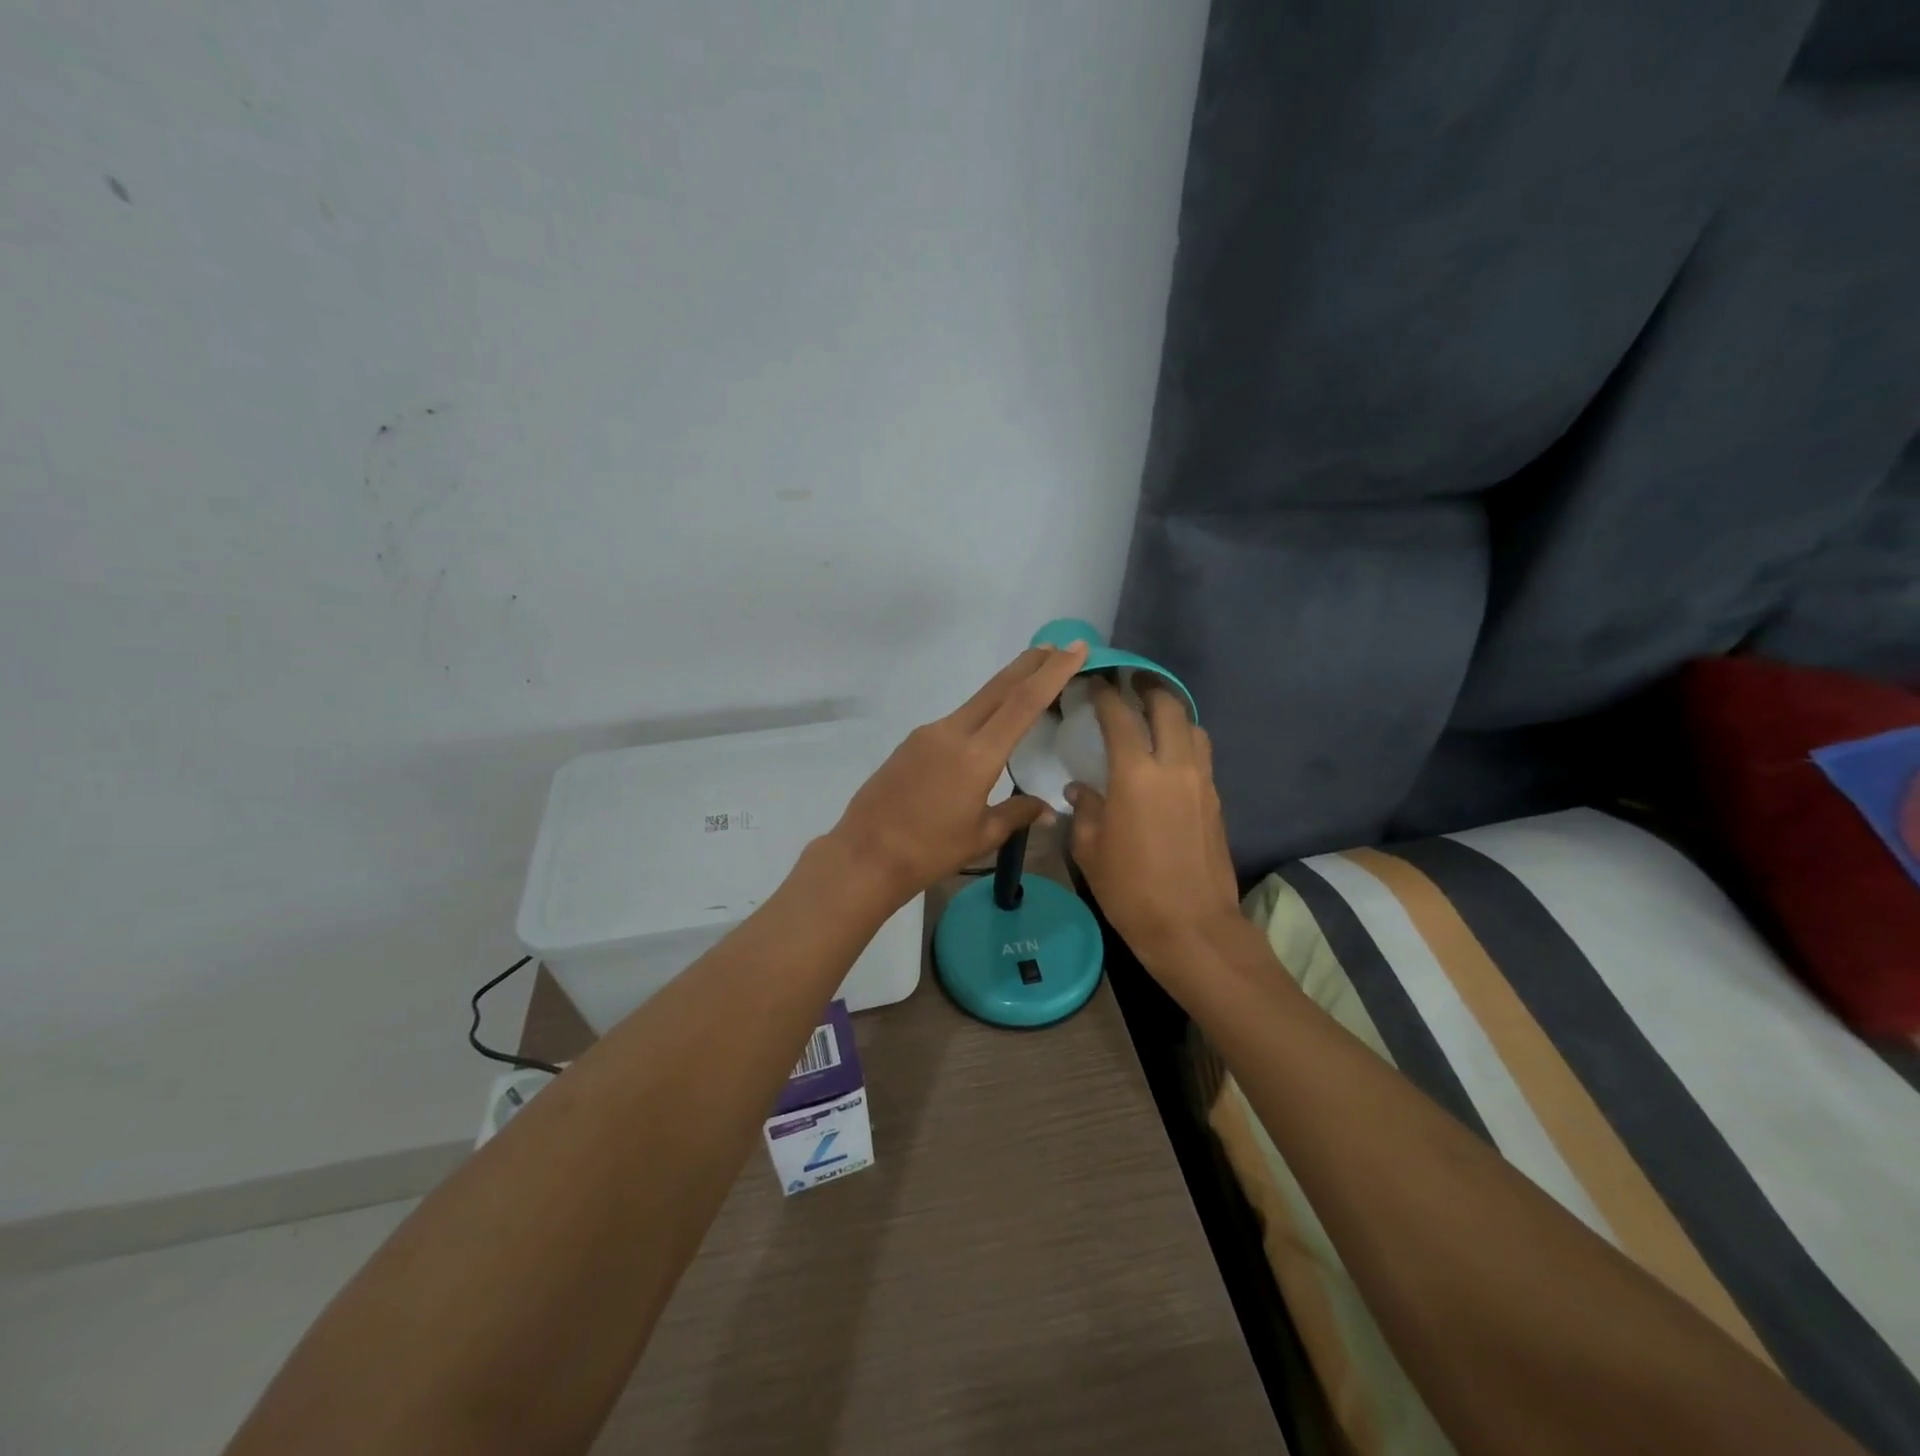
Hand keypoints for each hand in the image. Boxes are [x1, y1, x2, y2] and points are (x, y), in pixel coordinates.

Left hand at [831, 642, 1089, 906]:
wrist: (865, 855)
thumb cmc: (929, 851)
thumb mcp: (982, 836)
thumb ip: (1017, 814)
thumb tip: (1047, 810)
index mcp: (977, 755)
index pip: (1023, 703)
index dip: (1053, 672)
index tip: (1075, 648)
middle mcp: (952, 732)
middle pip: (999, 688)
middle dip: (1031, 664)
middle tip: (1058, 647)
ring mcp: (928, 734)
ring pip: (976, 702)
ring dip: (1005, 688)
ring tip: (1030, 682)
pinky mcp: (911, 743)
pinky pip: (956, 721)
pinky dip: (981, 714)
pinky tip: (988, 727)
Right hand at [1066, 678, 1241, 966]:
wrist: (1192, 927)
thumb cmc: (1130, 889)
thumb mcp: (1090, 850)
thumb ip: (1084, 809)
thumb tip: (1080, 789)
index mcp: (1136, 774)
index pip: (1120, 717)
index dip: (1105, 694)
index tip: (1094, 682)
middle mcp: (1174, 766)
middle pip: (1168, 707)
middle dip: (1149, 687)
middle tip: (1131, 682)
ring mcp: (1201, 782)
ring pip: (1193, 727)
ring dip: (1173, 712)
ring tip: (1153, 715)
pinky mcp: (1216, 800)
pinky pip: (1201, 755)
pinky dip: (1184, 741)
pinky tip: (1168, 756)